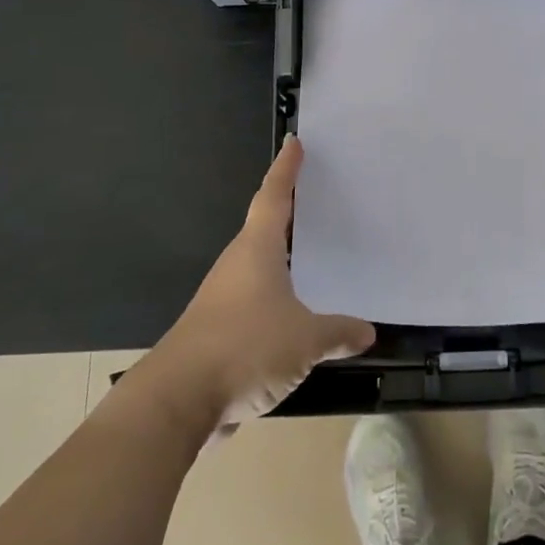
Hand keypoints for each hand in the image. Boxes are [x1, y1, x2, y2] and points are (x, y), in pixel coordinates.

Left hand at [142, 137, 375, 439]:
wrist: (177, 401)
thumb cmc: (244, 348)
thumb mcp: (305, 340)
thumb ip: (338, 333)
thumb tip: (367, 331)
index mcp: (257, 249)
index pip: (274, 196)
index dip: (286, 169)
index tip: (295, 143)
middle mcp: (238, 264)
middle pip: (266, 227)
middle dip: (291, 212)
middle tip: (321, 199)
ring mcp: (224, 297)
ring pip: (260, 266)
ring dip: (284, 258)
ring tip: (315, 255)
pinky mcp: (218, 330)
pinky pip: (256, 301)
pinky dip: (277, 297)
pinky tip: (296, 316)